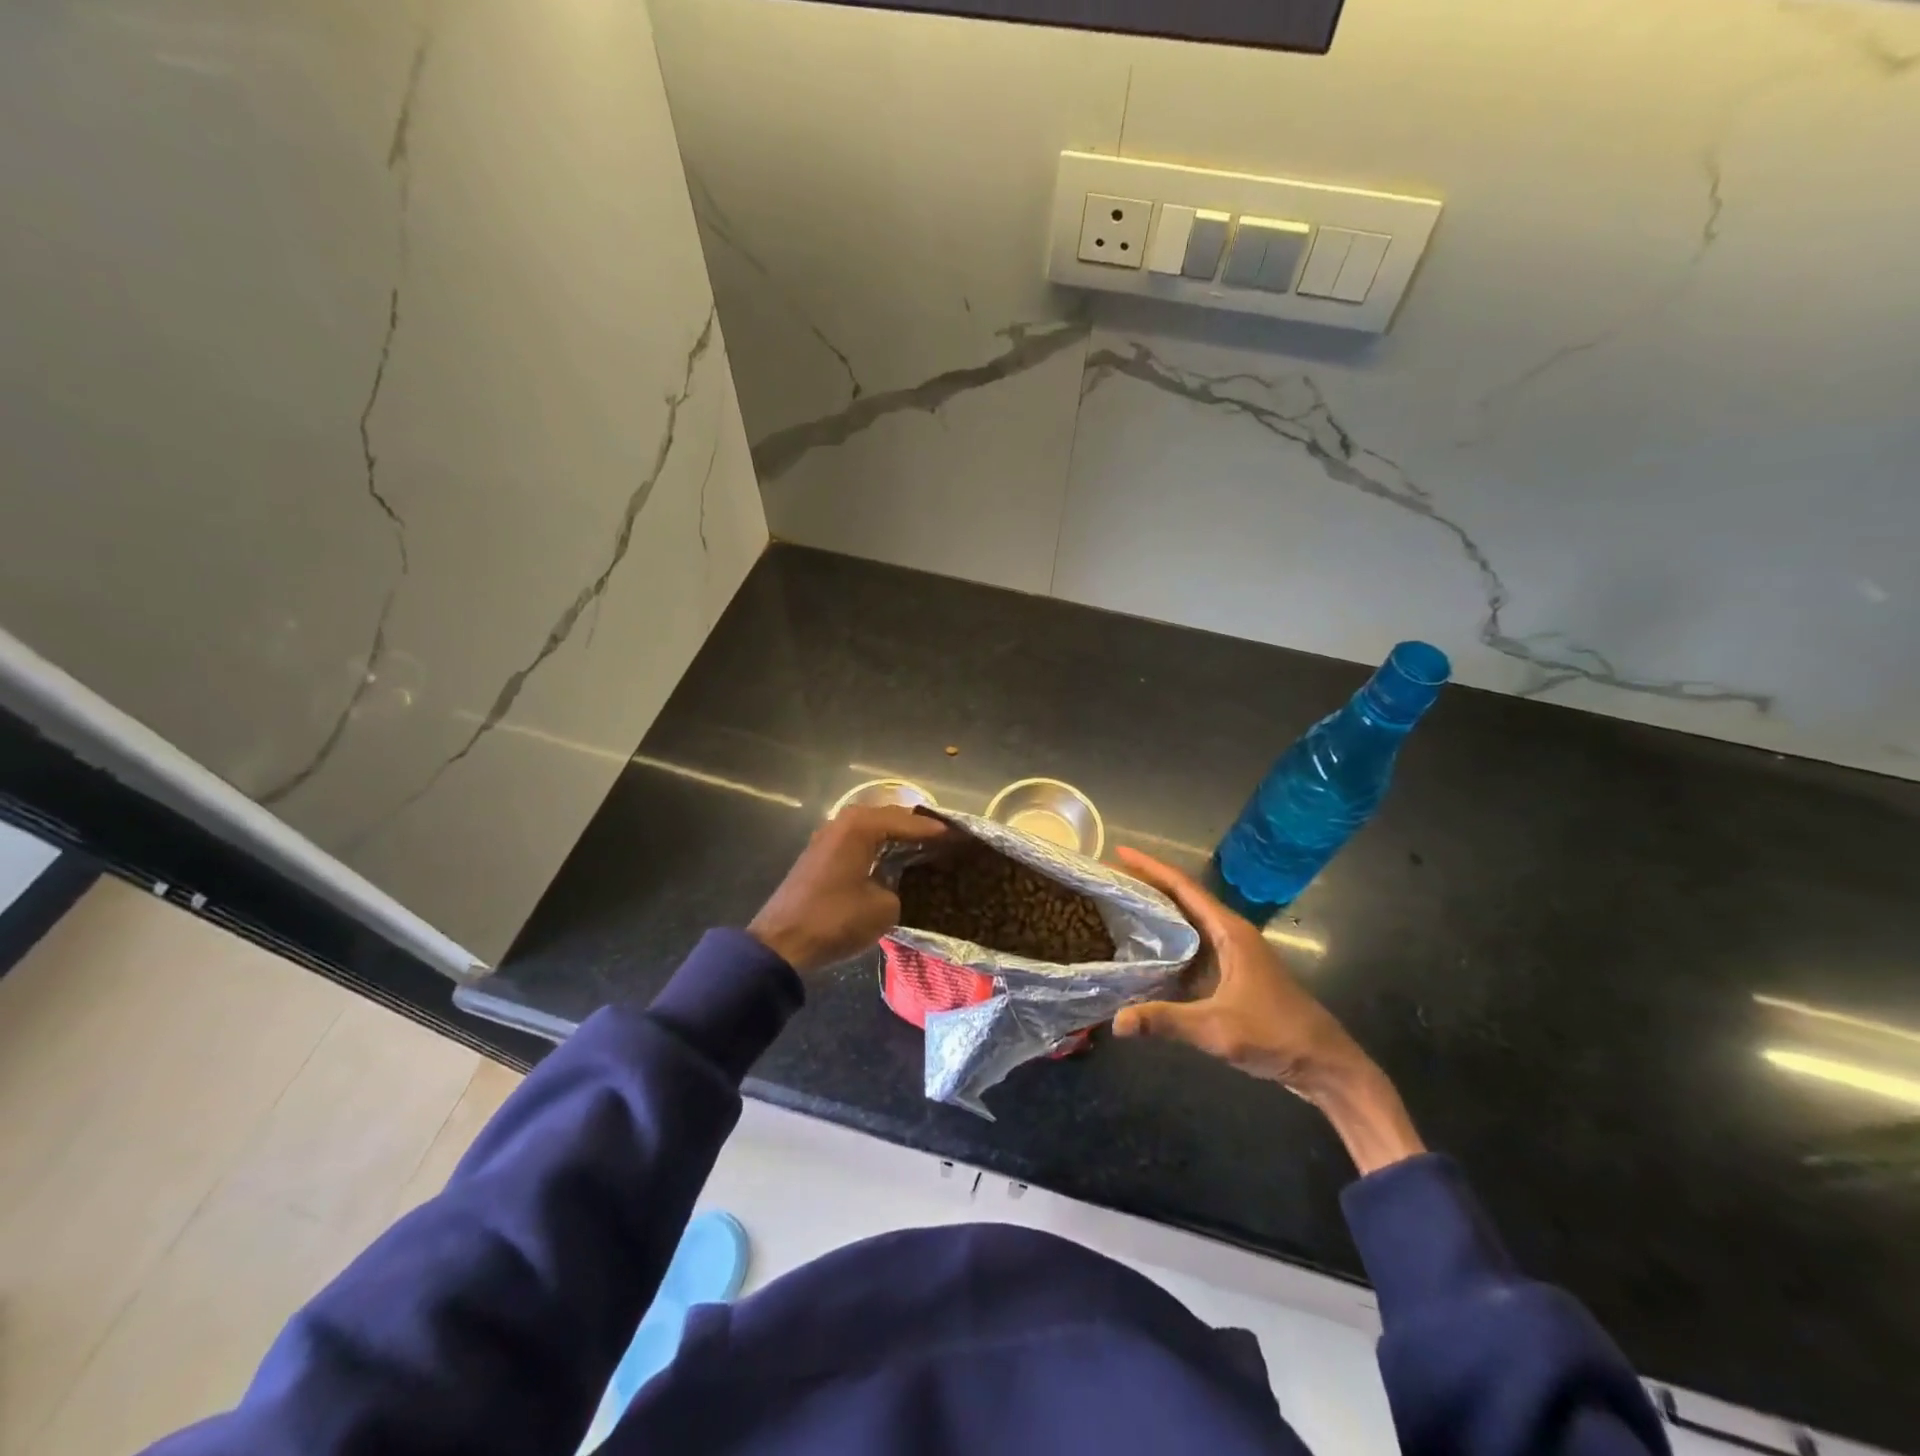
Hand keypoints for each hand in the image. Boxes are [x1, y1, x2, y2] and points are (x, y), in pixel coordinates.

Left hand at [747, 806, 948, 973]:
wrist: (781, 943)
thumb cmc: (835, 919)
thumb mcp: (884, 907)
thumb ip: (901, 888)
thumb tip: (898, 886)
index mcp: (861, 826)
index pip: (909, 822)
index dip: (936, 832)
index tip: (961, 837)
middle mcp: (843, 822)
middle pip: (890, 818)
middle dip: (917, 829)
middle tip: (947, 840)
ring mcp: (828, 836)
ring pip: (873, 829)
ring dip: (897, 837)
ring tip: (926, 849)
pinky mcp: (820, 855)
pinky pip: (859, 841)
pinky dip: (879, 847)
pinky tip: (895, 862)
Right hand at [1110, 847, 1424, 1174]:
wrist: (1324, 1064)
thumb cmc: (1275, 1035)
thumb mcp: (1217, 1029)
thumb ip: (1166, 1021)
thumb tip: (1117, 1021)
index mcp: (1230, 932)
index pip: (1183, 888)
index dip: (1150, 868)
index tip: (1119, 853)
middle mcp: (1230, 934)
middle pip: (1183, 898)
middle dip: (1148, 885)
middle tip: (1110, 880)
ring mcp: (1233, 954)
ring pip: (1188, 922)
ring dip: (1157, 911)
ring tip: (1120, 906)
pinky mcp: (1232, 974)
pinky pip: (1192, 945)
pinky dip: (1167, 940)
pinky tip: (1146, 952)